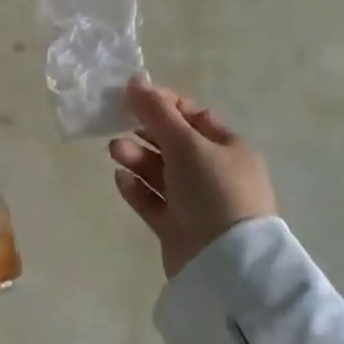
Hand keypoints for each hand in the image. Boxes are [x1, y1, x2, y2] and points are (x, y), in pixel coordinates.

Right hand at [108, 77, 276, 278]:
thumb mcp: (185, 143)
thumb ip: (156, 112)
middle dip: (145, 133)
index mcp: (229, 148)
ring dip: (137, 159)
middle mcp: (215, 173)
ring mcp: (197, 204)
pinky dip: (137, 189)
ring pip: (161, 173)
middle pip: (174, 144)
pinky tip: (120, 178)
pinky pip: (153, 202)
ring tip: (115, 152)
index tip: (133, 98)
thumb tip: (134, 81)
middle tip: (117, 126)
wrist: (226, 263)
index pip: (194, 116)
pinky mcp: (178, 229)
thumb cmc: (213, 190)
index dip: (164, 105)